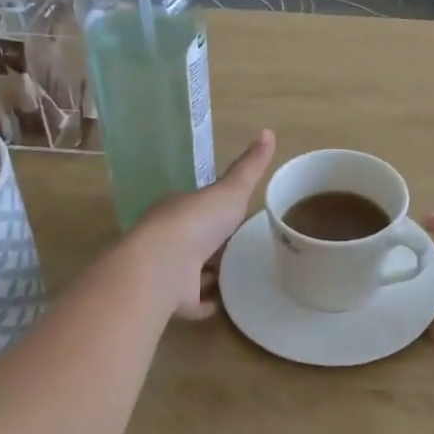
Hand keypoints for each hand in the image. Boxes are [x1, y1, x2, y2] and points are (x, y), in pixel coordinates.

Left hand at [132, 131, 275, 319]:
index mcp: (180, 210)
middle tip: (241, 246)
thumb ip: (250, 167)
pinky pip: (194, 301)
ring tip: (238, 274)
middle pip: (195, 240)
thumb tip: (268, 131)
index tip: (236, 214)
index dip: (216, 210)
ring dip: (210, 274)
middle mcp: (171, 239)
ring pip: (192, 271)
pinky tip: (223, 302)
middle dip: (213, 244)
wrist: (165, 264)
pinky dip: (207, 302)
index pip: (199, 208)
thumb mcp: (230, 189)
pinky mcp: (175, 299)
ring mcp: (171, 271)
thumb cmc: (197, 221)